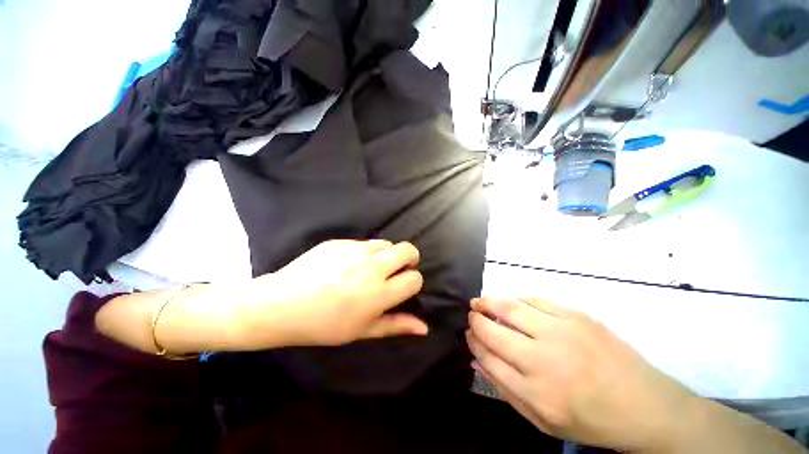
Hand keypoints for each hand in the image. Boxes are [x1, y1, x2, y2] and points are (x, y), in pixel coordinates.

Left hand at [235, 240, 427, 347]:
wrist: (282, 304)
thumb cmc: (324, 325)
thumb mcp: (362, 330)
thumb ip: (396, 325)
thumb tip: (424, 327)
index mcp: (379, 293)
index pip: (414, 278)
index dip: (412, 282)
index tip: (402, 287)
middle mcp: (372, 267)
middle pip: (408, 250)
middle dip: (410, 258)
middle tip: (398, 270)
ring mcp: (356, 250)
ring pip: (387, 243)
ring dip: (387, 254)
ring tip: (371, 268)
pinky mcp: (341, 242)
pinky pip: (364, 242)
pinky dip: (365, 252)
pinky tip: (348, 264)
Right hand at [466, 297, 695, 451]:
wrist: (646, 406)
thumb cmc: (591, 420)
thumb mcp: (544, 421)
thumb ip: (505, 390)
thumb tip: (477, 358)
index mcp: (535, 392)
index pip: (488, 357)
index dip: (474, 342)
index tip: (468, 334)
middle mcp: (544, 360)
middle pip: (494, 330)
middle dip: (476, 320)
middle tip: (471, 314)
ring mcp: (562, 332)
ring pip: (511, 308)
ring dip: (489, 301)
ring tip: (480, 301)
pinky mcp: (577, 316)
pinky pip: (535, 300)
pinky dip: (517, 299)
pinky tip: (510, 301)